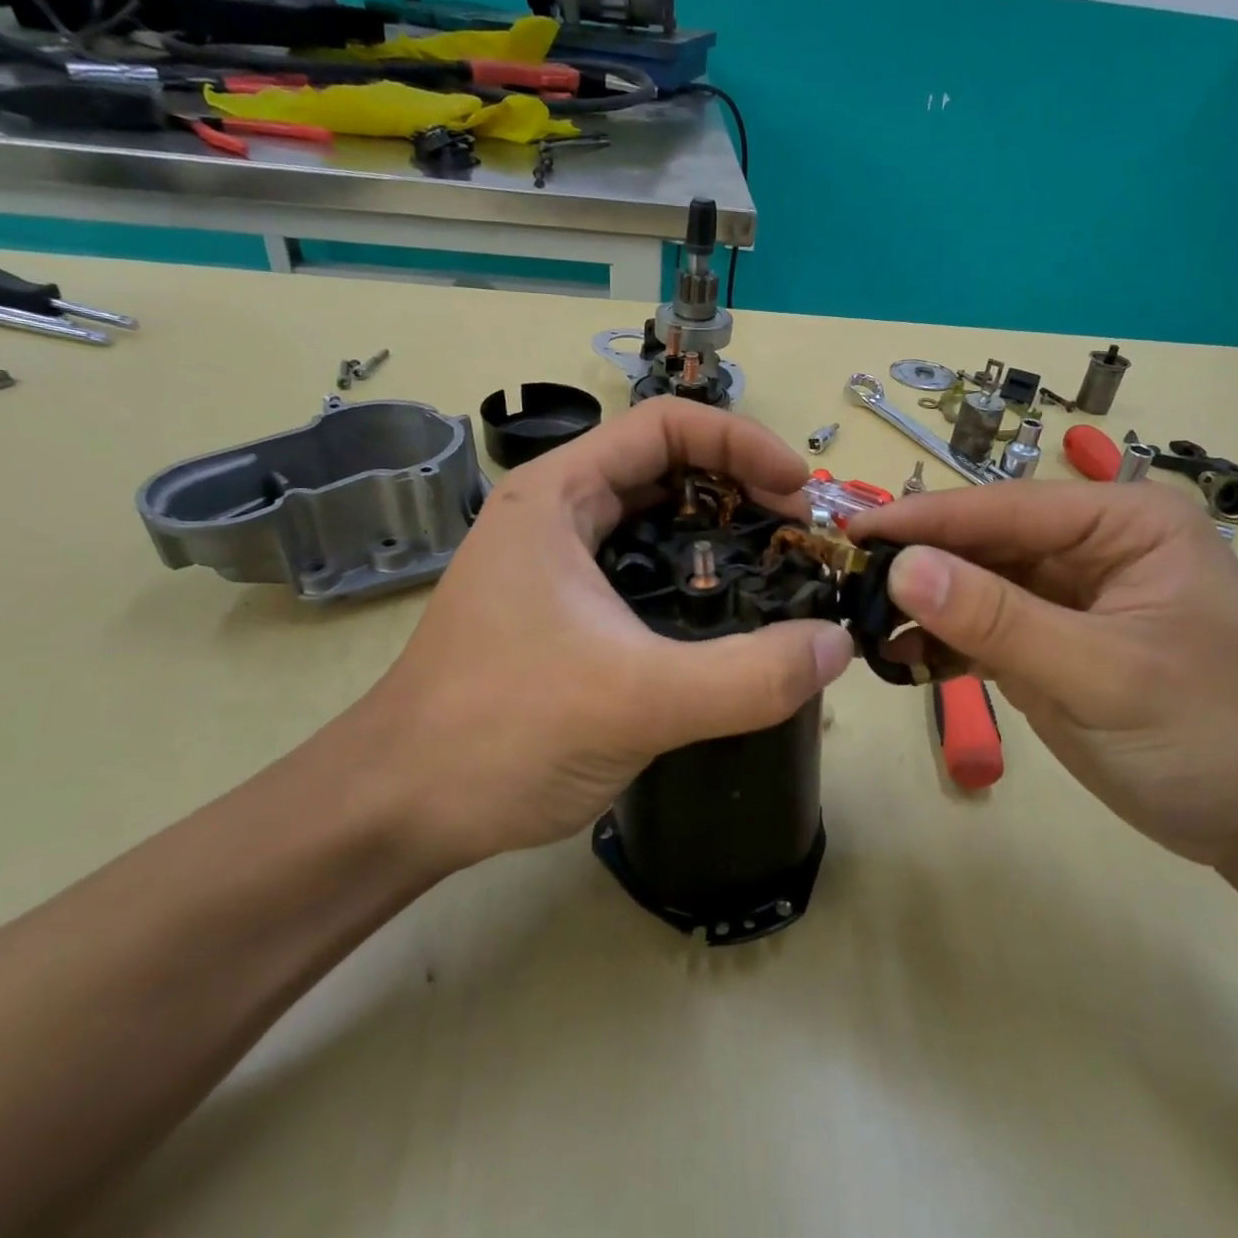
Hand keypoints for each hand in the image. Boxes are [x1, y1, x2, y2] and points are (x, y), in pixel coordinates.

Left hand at [348, 398, 854, 872]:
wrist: (399, 810)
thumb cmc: (499, 733)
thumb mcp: (636, 699)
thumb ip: (748, 676)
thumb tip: (838, 645)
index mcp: (557, 497)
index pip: (664, 427)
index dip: (742, 445)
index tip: (798, 494)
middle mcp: (556, 517)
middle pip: (666, 472)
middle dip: (741, 494)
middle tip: (800, 542)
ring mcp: (558, 569)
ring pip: (657, 528)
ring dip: (722, 541)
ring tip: (779, 577)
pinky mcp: (566, 617)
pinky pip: (647, 579)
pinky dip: (697, 586)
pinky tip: (732, 625)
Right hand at [847, 482, 1237, 866]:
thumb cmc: (1213, 736)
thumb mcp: (1105, 675)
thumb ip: (1001, 620)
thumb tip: (904, 566)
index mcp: (1123, 523)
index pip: (1006, 507)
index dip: (926, 519)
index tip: (851, 530)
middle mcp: (1091, 546)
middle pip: (983, 542)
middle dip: (917, 564)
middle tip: (842, 581)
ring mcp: (1066, 598)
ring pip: (974, 585)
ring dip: (922, 605)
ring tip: (861, 623)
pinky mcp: (1049, 644)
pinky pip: (981, 629)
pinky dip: (940, 642)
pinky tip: (899, 657)